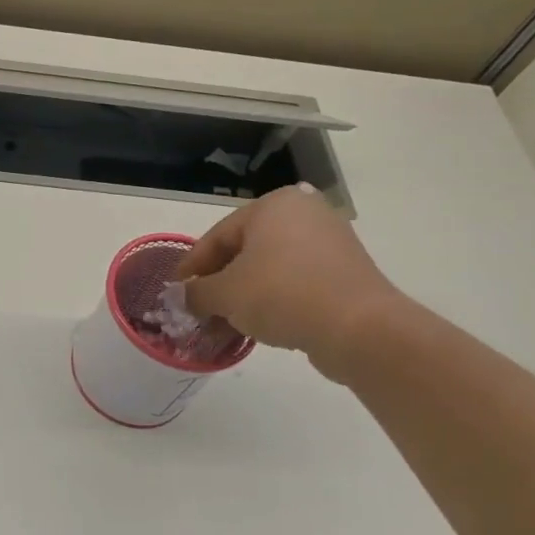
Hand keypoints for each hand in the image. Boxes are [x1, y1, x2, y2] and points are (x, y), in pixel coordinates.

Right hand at [175, 184, 402, 379]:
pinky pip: (294, 282)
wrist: (359, 328)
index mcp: (273, 205)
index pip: (217, 236)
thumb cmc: (282, 295)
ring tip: (223, 324)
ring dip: (242, 296)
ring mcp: (329, 242)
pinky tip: (256, 326)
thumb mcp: (225, 294)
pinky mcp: (345, 272)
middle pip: (243, 251)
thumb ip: (196, 292)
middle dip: (218, 284)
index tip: (176, 291)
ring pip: (269, 268)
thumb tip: (182, 296)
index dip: (191, 266)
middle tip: (198, 310)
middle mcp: (303, 214)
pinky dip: (271, 300)